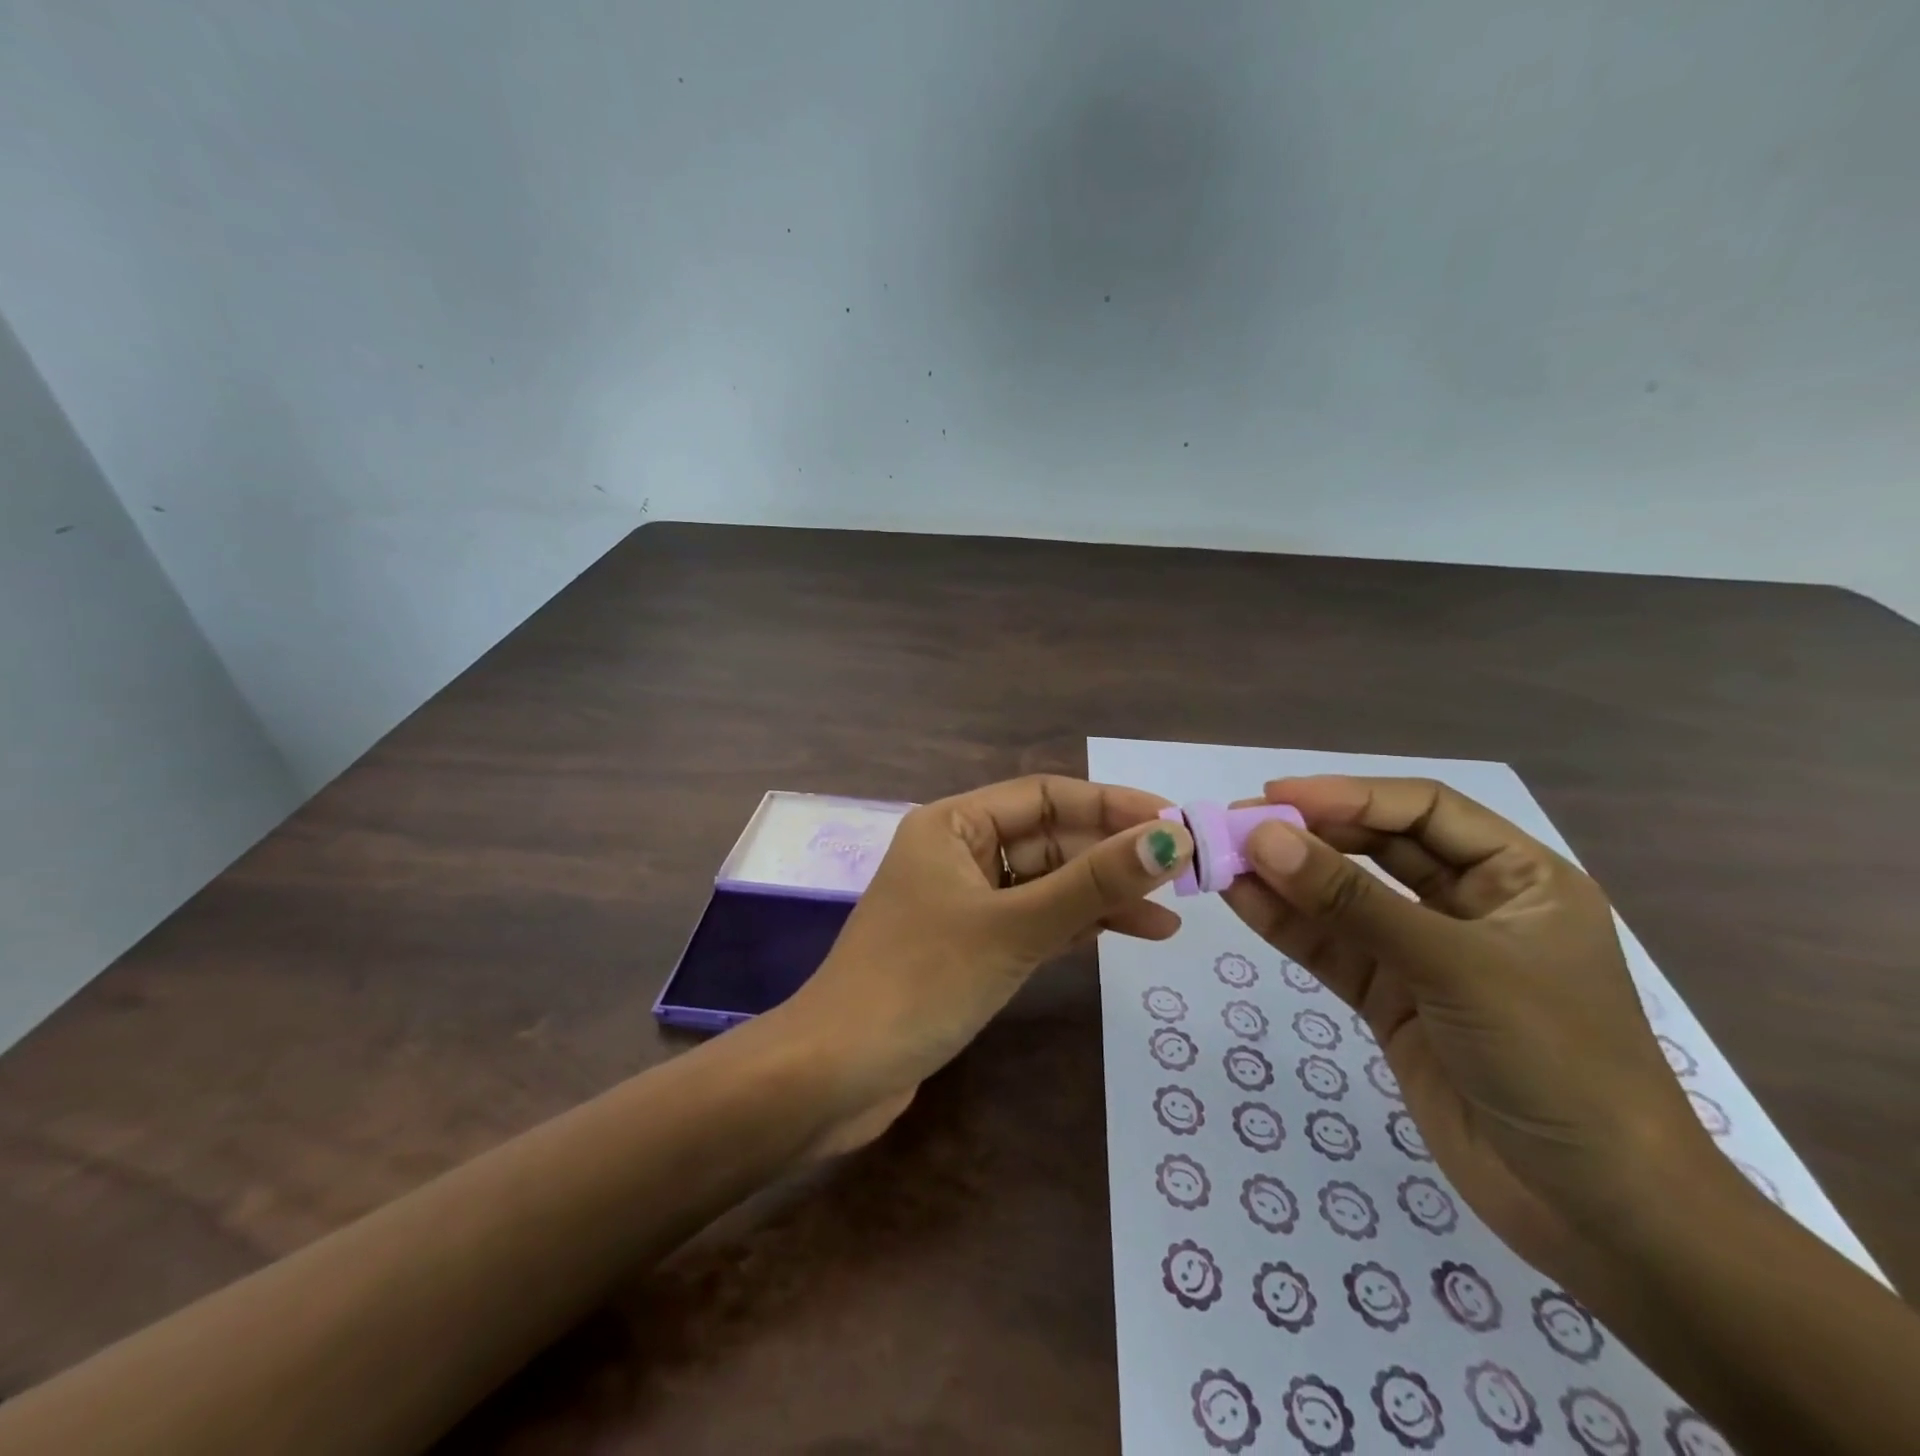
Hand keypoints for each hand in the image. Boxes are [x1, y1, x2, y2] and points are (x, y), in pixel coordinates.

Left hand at [776, 775, 1194, 1146]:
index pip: (1045, 795)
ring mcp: (962, 901)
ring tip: (1168, 920)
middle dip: (1111, 856)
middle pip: (1048, 840)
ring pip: (1044, 884)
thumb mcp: (1014, 927)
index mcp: (952, 824)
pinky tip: (1122, 935)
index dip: (1111, 806)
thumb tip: (1172, 839)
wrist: (836, 1075)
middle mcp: (957, 852)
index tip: (1174, 823)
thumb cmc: (920, 983)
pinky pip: (1032, 920)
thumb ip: (1093, 884)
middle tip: (1182, 875)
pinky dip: (1074, 927)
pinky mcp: (968, 946)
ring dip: (1100, 896)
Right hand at [1221, 775, 1729, 1286]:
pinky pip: (1333, 949)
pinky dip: (1288, 925)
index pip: (1422, 811)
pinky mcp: (1392, 1001)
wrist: (1598, 1214)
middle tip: (1238, 828)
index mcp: (1517, 878)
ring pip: (1346, 900)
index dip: (1348, 795)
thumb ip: (1352, 902)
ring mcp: (1426, 956)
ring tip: (1222, 860)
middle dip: (1310, 836)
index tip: (1275, 798)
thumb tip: (1261, 838)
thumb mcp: (1454, 968)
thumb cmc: (1557, 1063)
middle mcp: (1470, 906)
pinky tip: (1241, 900)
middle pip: (1378, 849)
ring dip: (1287, 879)